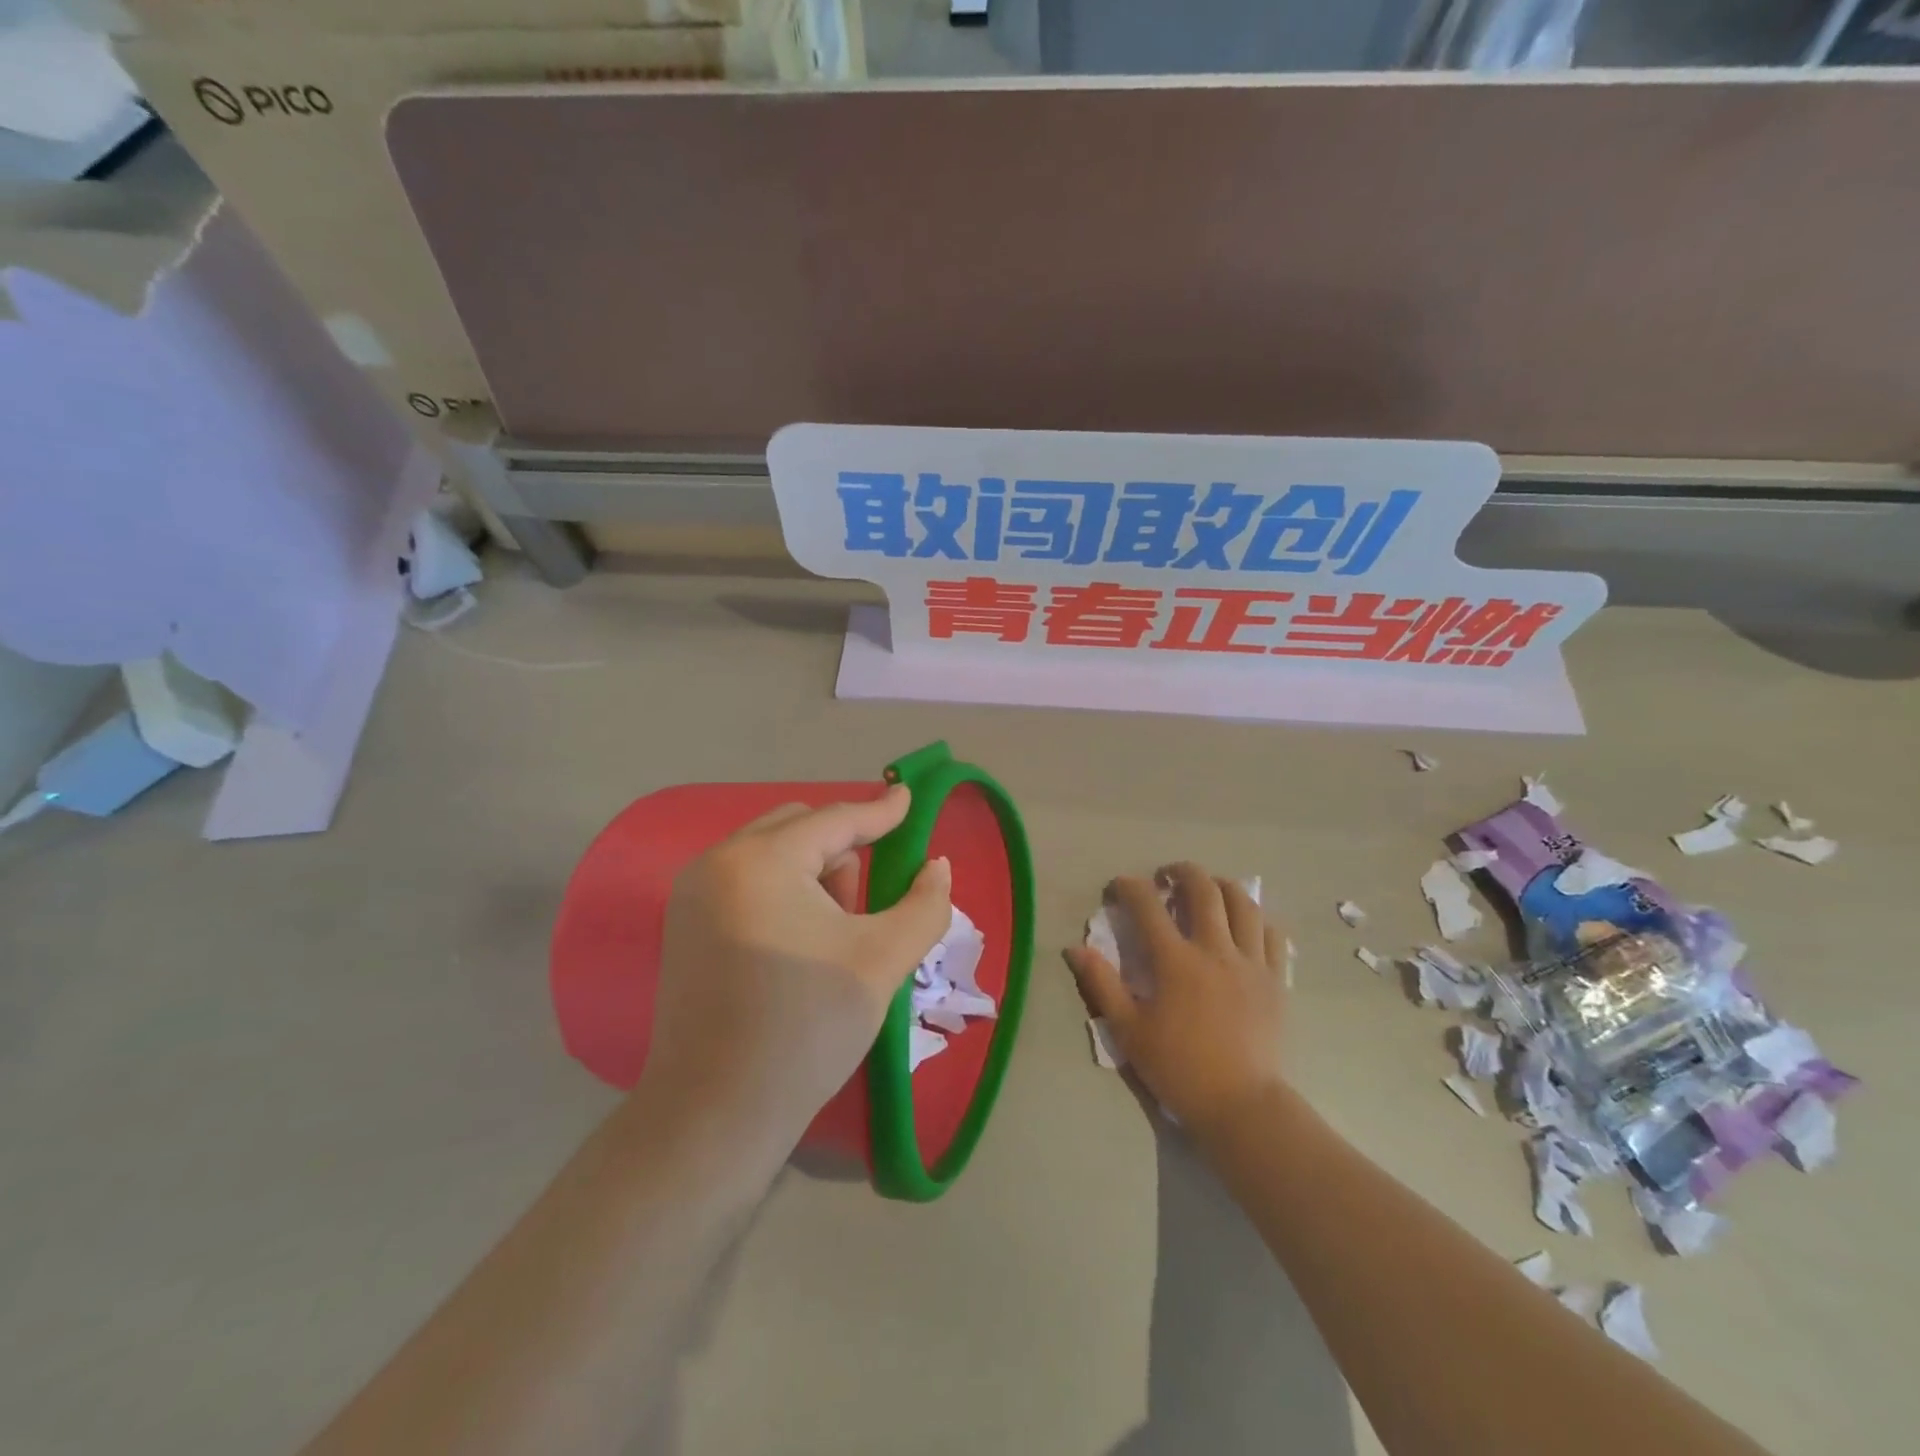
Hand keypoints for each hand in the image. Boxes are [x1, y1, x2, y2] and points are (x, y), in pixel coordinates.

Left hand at [641, 785, 953, 1163]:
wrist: (715, 1115)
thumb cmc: (806, 1027)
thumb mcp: (881, 961)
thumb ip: (923, 905)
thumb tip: (936, 867)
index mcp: (761, 860)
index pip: (835, 820)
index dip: (880, 811)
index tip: (909, 798)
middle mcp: (717, 863)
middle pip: (799, 828)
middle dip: (843, 851)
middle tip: (866, 905)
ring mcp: (692, 895)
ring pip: (772, 854)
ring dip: (813, 874)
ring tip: (834, 935)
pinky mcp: (685, 927)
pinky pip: (747, 882)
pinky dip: (783, 893)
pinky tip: (799, 945)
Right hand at [1065, 862, 1288, 1136]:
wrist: (1241, 1105)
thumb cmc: (1178, 1068)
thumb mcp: (1128, 1030)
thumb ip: (1101, 983)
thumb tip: (1074, 948)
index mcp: (1176, 961)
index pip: (1147, 906)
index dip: (1129, 887)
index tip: (1118, 887)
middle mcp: (1215, 950)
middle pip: (1203, 889)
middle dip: (1181, 872)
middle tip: (1166, 876)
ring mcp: (1251, 962)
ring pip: (1243, 903)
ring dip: (1222, 886)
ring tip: (1208, 889)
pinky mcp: (1276, 979)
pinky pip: (1272, 934)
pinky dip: (1256, 918)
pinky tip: (1245, 923)